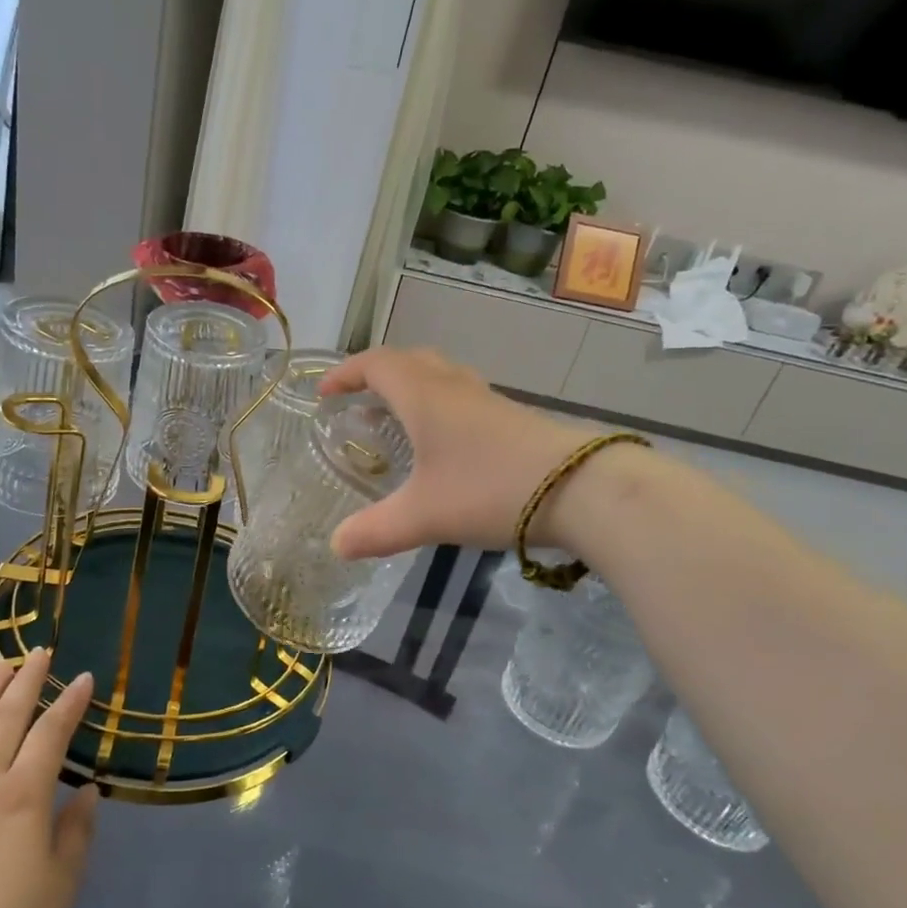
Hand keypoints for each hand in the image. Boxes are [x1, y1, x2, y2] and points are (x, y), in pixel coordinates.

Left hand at [0, 650, 99, 907]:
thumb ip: (77, 834)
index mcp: (23, 796)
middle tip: (39, 652)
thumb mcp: (58, 889)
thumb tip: (89, 791)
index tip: (83, 677)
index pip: (51, 733)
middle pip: (6, 717)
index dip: (69, 703)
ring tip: (0, 665)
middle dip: (26, 680)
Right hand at [320, 347, 599, 558]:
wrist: (582, 488)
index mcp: (424, 396)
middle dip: (376, 375)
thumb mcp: (423, 516)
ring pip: (439, 377)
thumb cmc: (490, 490)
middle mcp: (453, 387)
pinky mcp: (510, 419)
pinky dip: (436, 406)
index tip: (324, 394)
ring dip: (409, 388)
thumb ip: (375, 530)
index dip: (345, 374)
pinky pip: (460, 397)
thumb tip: (335, 545)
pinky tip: (440, 445)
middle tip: (356, 402)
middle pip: (408, 362)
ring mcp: (486, 401)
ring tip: (392, 420)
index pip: (376, 365)